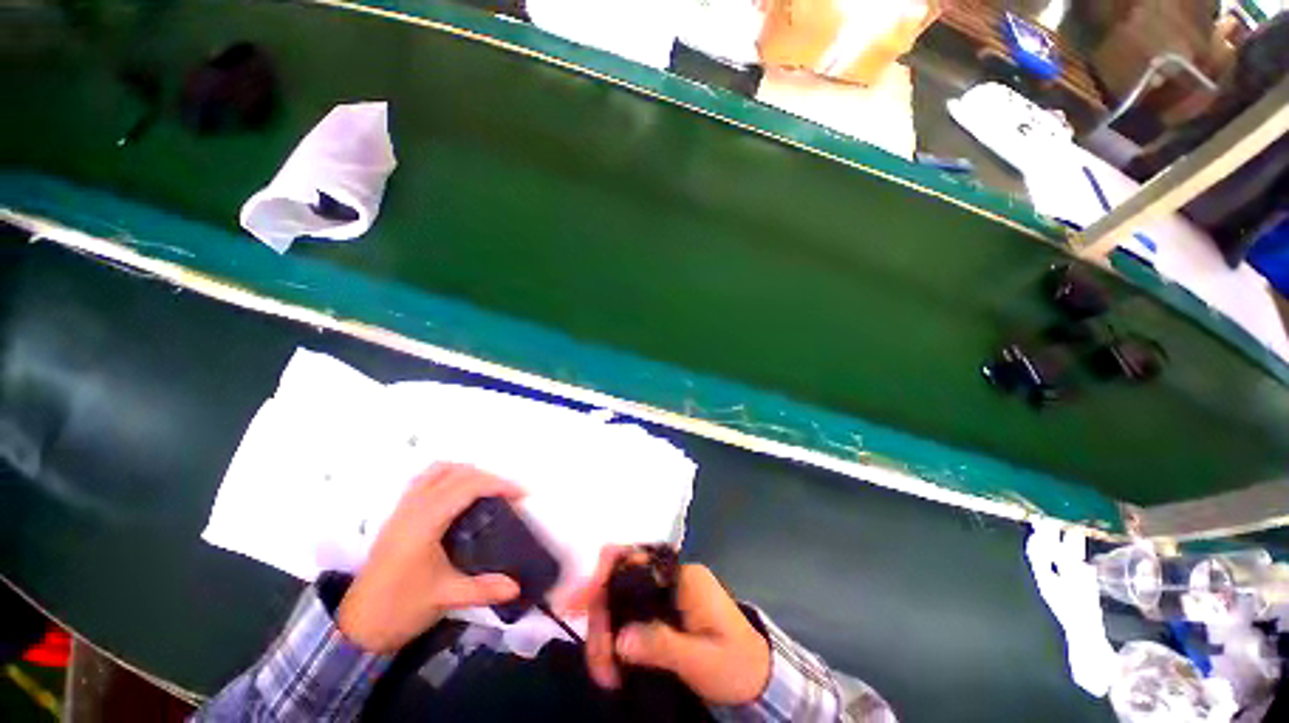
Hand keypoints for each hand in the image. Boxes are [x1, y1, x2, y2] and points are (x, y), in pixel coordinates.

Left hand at [336, 463, 522, 652]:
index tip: (522, 494)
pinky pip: (426, 479)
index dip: (499, 485)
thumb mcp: (445, 598)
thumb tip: (517, 586)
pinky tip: (458, 496)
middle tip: (508, 495)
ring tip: (486, 490)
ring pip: (439, 471)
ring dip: (467, 473)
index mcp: (425, 521)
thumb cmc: (400, 608)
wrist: (356, 626)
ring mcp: (403, 508)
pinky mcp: (398, 514)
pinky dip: (448, 477)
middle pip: (457, 473)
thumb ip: (483, 588)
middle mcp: (413, 506)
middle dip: (488, 478)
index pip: (468, 487)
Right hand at [567, 546, 771, 705]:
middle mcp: (672, 577)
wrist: (760, 678)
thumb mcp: (701, 661)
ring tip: (604, 674)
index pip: (637, 562)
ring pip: (623, 598)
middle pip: (624, 581)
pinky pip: (631, 612)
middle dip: (601, 617)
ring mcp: (667, 592)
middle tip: (598, 664)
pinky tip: (612, 661)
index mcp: (684, 578)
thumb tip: (619, 640)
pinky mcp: (664, 609)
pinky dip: (616, 634)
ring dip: (606, 631)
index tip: (576, 602)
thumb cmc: (736, 665)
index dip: (604, 576)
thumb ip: (661, 645)